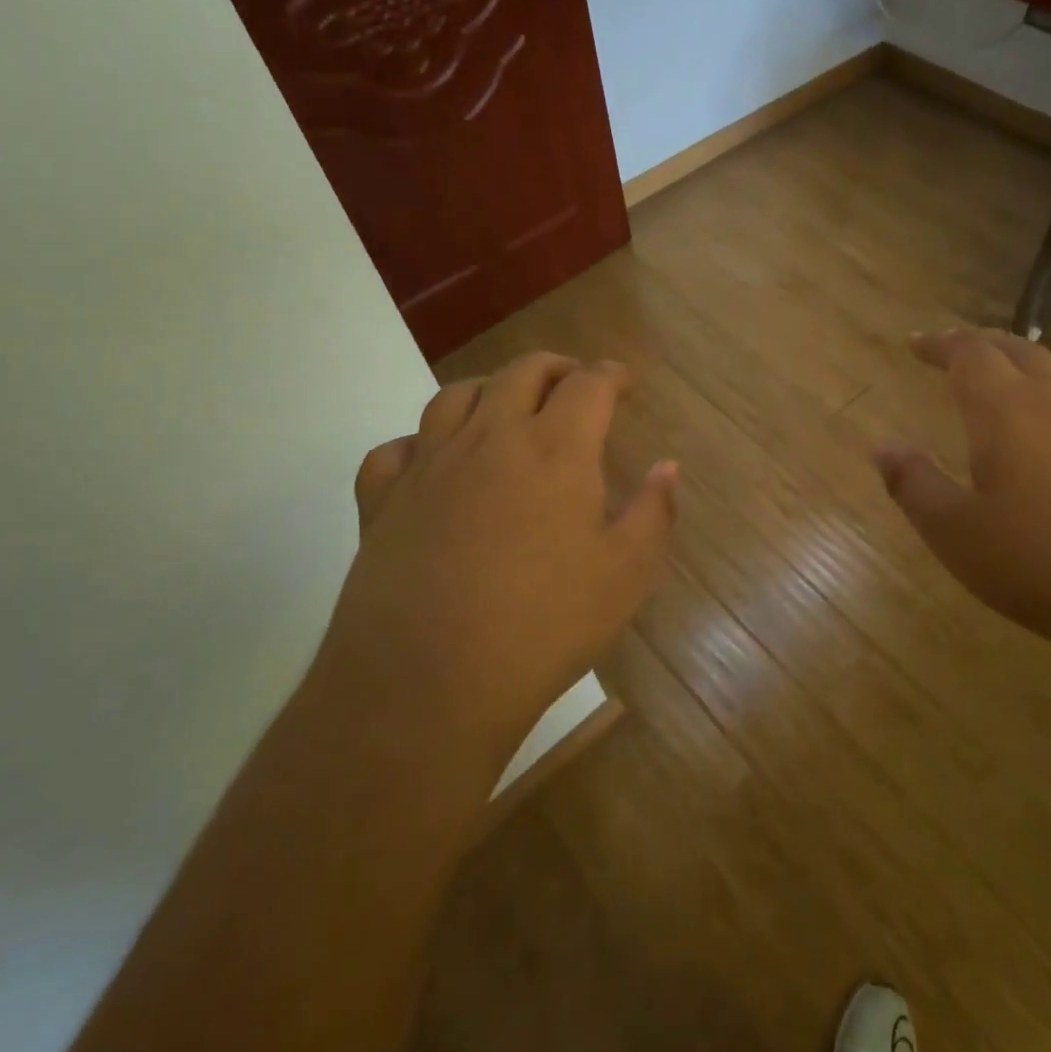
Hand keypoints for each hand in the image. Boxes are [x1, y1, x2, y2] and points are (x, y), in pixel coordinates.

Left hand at [313, 353, 677, 770]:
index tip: (625, 382)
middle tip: (574, 384)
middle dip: (556, 368)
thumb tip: (668, 467)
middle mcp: (490, 439)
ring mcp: (429, 465)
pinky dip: (420, 442)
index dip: (612, 375)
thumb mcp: (625, 576)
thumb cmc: (543, 626)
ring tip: (506, 406)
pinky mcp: (382, 500)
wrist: (427, 682)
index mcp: (555, 450)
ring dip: (490, 389)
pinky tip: (433, 462)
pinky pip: (396, 449)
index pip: (589, 385)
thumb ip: (653, 513)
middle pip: (522, 373)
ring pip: (455, 396)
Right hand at [874, 330, 1050, 668]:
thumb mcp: (955, 533)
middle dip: (985, 344)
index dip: (940, 343)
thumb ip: (913, 484)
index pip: (969, 354)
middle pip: (1021, 350)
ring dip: (1034, 373)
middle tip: (960, 349)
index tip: (916, 343)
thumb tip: (881, 448)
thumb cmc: (1042, 566)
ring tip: (1018, 391)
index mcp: (1008, 411)